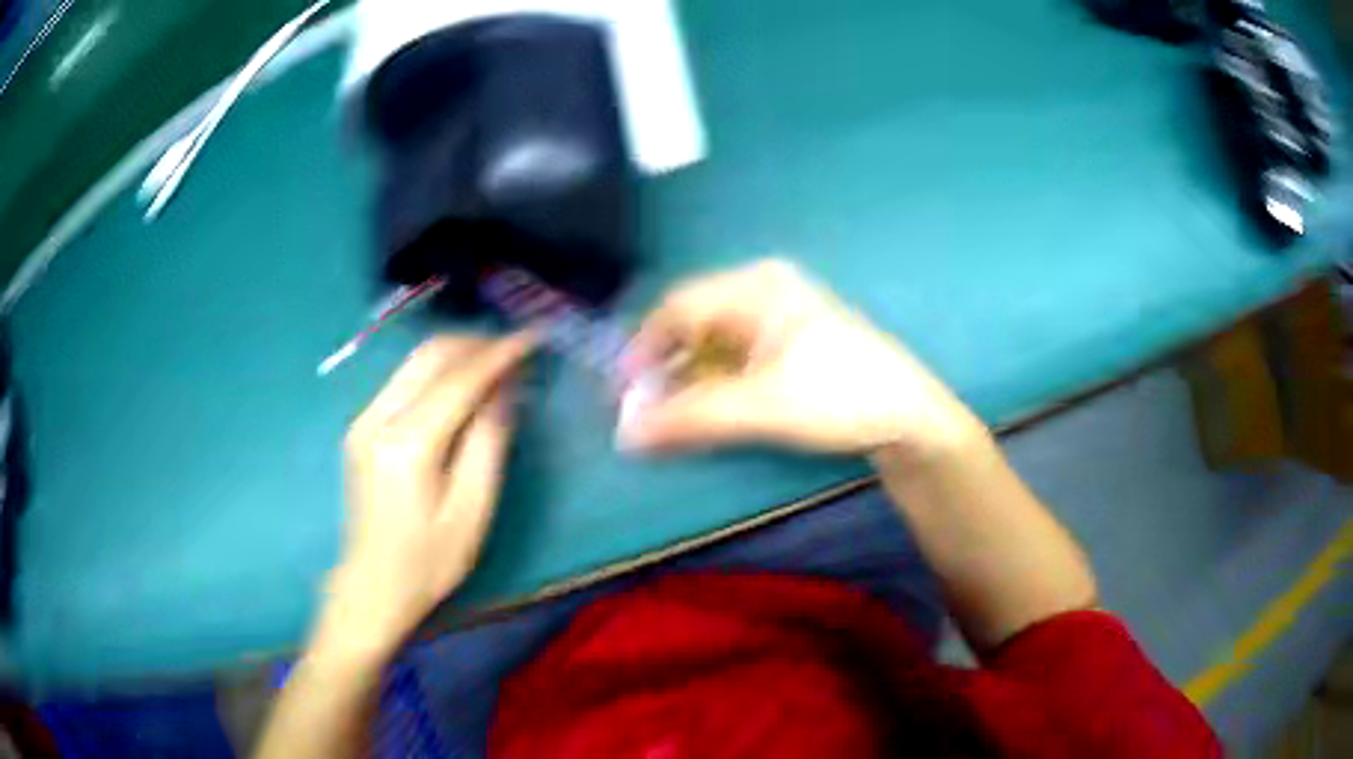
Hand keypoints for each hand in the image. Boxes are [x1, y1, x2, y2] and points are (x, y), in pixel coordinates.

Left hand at [318, 333, 534, 657]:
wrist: (372, 585)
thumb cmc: (428, 562)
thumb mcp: (471, 511)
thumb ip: (488, 444)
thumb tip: (505, 391)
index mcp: (407, 445)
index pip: (457, 380)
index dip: (497, 355)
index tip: (532, 337)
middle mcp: (377, 419)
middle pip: (429, 356)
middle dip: (475, 344)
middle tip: (514, 350)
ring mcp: (363, 420)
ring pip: (413, 362)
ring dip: (456, 354)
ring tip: (495, 364)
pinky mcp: (361, 427)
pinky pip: (403, 381)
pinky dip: (436, 373)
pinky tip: (461, 387)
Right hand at [618, 260, 984, 461]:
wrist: (908, 418)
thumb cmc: (838, 396)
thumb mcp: (760, 407)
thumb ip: (691, 418)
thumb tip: (626, 433)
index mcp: (756, 287)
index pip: (679, 307)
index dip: (643, 348)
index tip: (622, 392)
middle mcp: (762, 293)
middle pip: (694, 325)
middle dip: (665, 369)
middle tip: (643, 411)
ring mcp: (778, 320)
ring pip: (713, 346)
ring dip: (688, 382)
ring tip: (670, 420)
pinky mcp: (789, 348)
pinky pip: (734, 360)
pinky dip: (713, 386)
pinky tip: (706, 413)